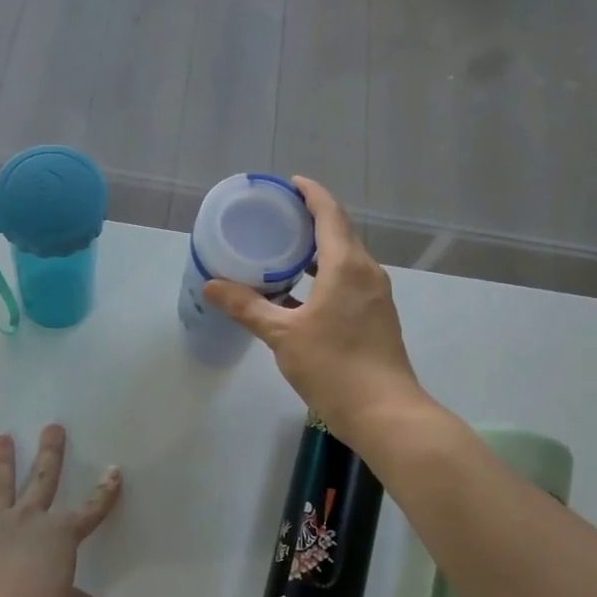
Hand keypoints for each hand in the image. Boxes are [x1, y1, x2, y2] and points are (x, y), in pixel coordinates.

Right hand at [202, 177, 426, 446]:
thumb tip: (211, 285)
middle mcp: (366, 272)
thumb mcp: (282, 335)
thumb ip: (247, 306)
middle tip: (276, 216)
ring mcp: (375, 295)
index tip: (289, 184)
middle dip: (311, 219)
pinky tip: (300, 292)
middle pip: (339, 232)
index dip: (311, 193)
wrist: (384, 412)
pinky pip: (348, 280)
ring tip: (283, 250)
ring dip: (317, 249)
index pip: (329, 213)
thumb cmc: (333, 366)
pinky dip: (324, 274)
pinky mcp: (376, 316)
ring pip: (345, 258)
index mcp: (347, 265)